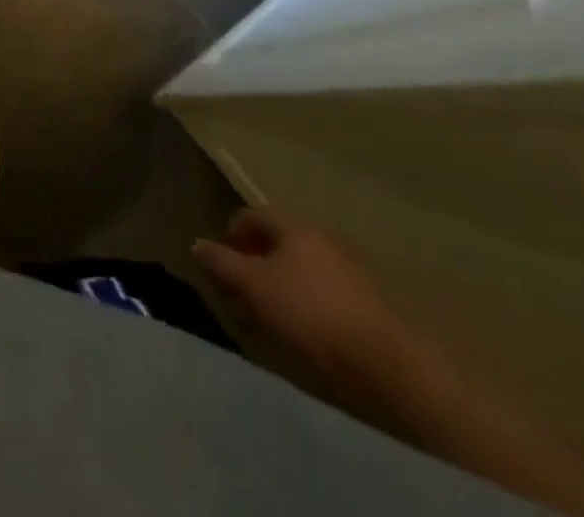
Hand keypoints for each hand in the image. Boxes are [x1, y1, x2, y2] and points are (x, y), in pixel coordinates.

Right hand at [192, 208, 435, 399]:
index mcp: (296, 228)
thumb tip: (197, 245)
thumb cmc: (309, 313)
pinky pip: (318, 297)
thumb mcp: (253, 285)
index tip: (219, 262)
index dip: (230, 233)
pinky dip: (298, 307)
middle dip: (251, 265)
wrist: (386, 368)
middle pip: (276, 245)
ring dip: (274, 289)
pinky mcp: (363, 309)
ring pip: (297, 273)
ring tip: (261, 319)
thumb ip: (221, 262)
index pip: (252, 216)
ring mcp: (347, 275)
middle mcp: (322, 242)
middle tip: (236, 293)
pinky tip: (293, 334)